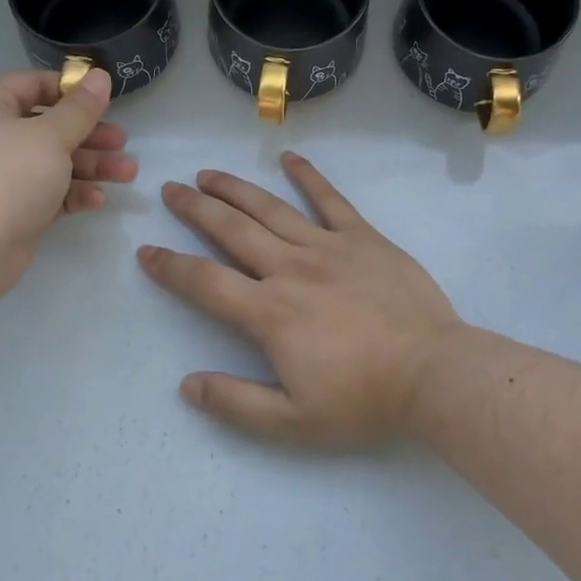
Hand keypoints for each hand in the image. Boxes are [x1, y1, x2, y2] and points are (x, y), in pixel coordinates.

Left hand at [0, 69, 134, 298]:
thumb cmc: (7, 179)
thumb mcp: (50, 137)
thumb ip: (80, 108)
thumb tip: (100, 75)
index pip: (32, 85)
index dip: (70, 90)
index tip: (105, 101)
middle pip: (47, 126)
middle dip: (89, 135)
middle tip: (122, 142)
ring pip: (51, 161)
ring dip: (90, 166)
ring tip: (127, 173)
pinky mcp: (8, 208)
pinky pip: (45, 191)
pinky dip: (71, 193)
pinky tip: (98, 201)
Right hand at [138, 152, 462, 445]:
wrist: (434, 374)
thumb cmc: (364, 400)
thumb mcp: (294, 421)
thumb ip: (236, 403)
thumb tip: (187, 385)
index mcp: (269, 312)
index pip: (205, 282)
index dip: (171, 267)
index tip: (146, 251)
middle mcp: (290, 269)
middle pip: (232, 230)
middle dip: (195, 209)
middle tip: (170, 189)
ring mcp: (328, 247)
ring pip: (270, 208)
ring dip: (235, 188)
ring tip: (208, 174)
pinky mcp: (363, 238)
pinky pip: (330, 200)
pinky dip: (308, 177)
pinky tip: (288, 159)